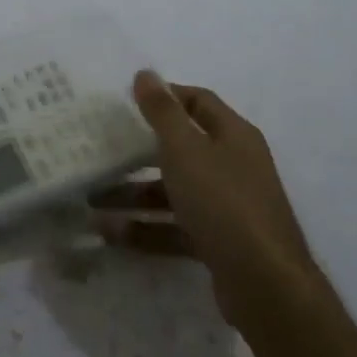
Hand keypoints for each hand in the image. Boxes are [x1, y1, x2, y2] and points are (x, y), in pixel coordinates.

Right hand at [94, 71, 316, 322]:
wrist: (265, 284)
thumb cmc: (222, 202)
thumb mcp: (185, 150)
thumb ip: (162, 112)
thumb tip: (145, 73)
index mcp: (233, 135)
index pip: (198, 101)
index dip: (165, 96)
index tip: (124, 102)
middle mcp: (234, 166)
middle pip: (182, 149)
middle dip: (138, 152)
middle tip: (100, 150)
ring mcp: (228, 207)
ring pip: (174, 192)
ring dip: (134, 195)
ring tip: (92, 201)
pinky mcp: (219, 242)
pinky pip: (175, 227)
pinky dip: (146, 229)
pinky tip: (110, 233)